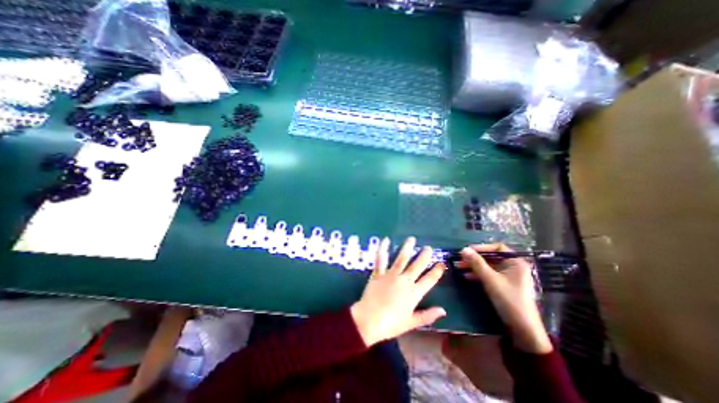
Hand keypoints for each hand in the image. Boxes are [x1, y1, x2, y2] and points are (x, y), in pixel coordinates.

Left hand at [351, 237, 446, 347]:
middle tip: (429, 247)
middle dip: (424, 256)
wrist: (369, 320)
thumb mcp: (411, 323)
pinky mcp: (378, 273)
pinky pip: (381, 259)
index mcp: (414, 293)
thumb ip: (428, 315)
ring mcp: (391, 275)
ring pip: (401, 258)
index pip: (429, 280)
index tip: (442, 263)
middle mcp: (404, 281)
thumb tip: (443, 310)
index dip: (437, 271)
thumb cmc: (391, 324)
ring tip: (411, 239)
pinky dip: (383, 249)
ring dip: (407, 248)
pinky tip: (386, 240)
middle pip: (417, 265)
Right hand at [457, 242, 551, 351]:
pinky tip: (467, 276)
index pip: (497, 248)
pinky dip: (478, 275)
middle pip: (491, 257)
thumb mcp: (490, 279)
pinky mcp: (504, 285)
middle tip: (459, 259)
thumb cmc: (509, 299)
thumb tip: (463, 249)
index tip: (467, 250)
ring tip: (458, 267)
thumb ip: (477, 263)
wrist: (523, 329)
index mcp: (516, 262)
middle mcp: (513, 267)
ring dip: (473, 267)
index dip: (481, 248)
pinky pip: (490, 275)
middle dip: (474, 259)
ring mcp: (509, 277)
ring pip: (488, 267)